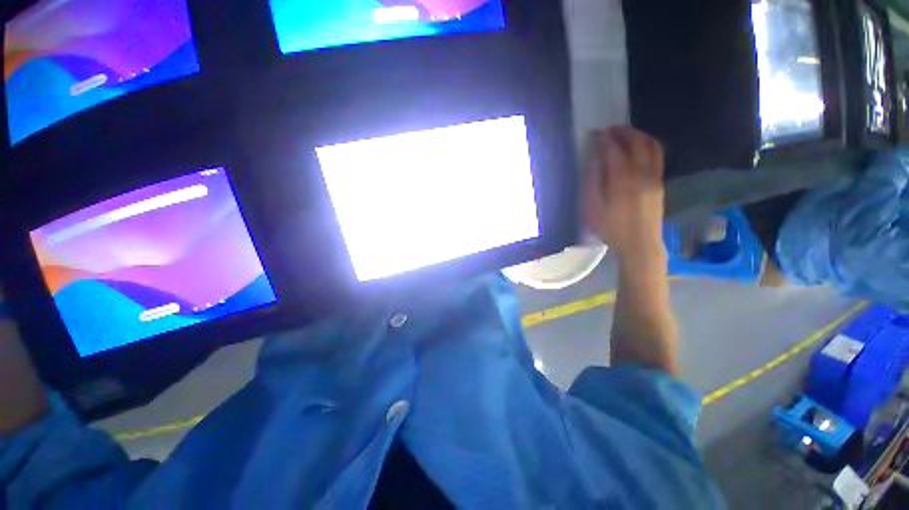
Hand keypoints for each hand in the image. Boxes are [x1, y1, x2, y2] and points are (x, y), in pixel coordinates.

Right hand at [584, 127, 665, 258]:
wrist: (640, 245)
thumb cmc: (611, 230)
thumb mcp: (594, 209)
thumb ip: (593, 182)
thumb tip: (593, 161)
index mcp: (622, 180)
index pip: (614, 150)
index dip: (603, 139)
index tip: (593, 134)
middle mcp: (642, 173)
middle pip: (636, 142)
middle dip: (621, 131)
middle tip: (607, 130)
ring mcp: (654, 177)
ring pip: (651, 145)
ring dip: (637, 135)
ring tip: (623, 134)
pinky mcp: (660, 183)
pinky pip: (657, 155)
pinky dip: (647, 145)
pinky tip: (637, 148)